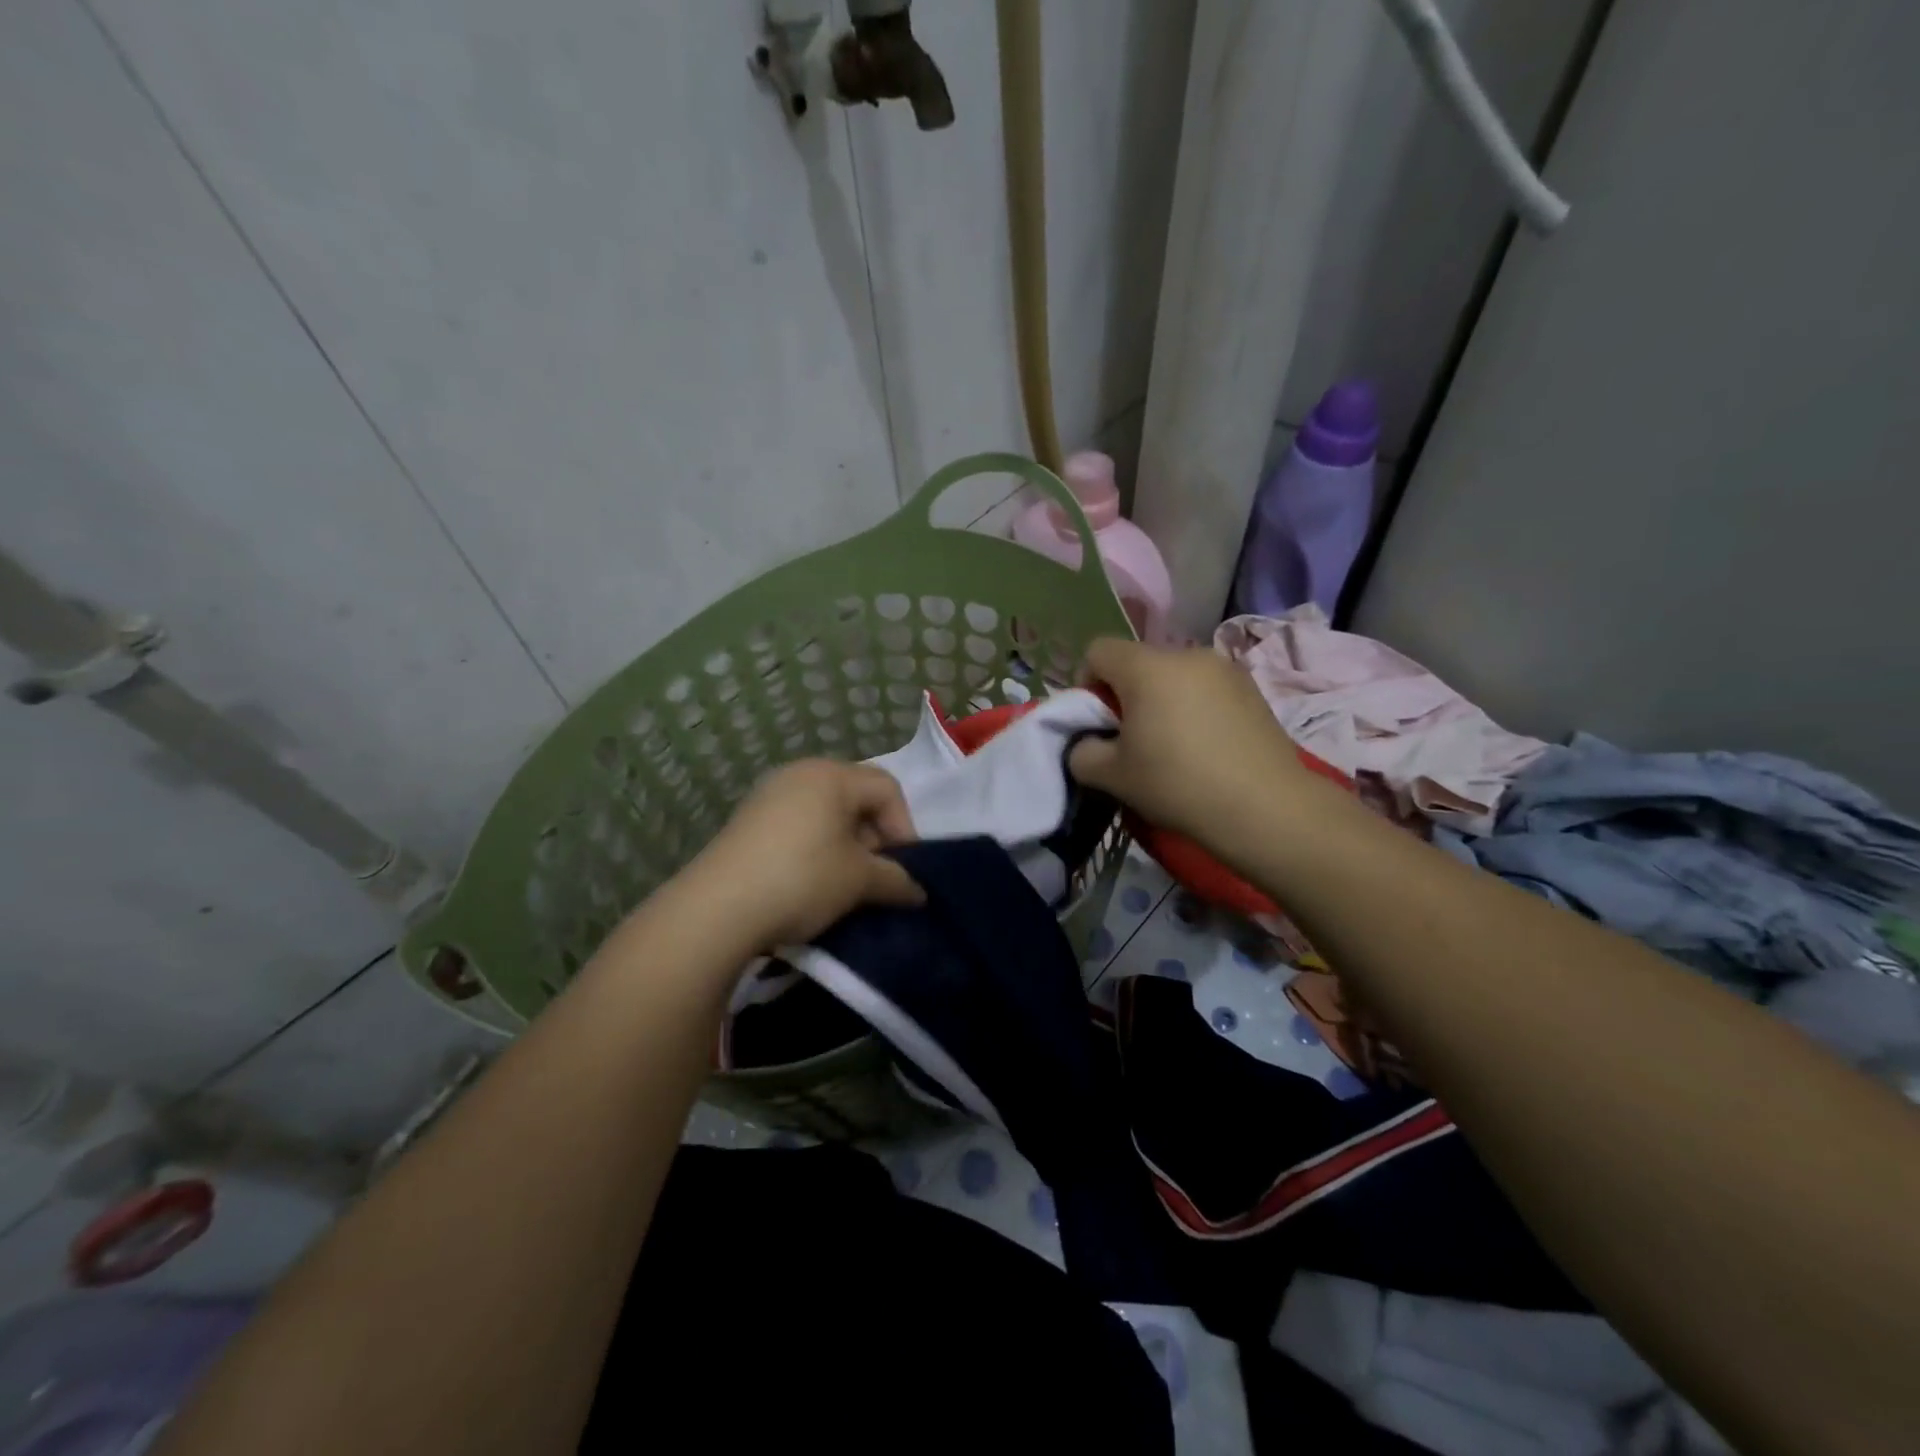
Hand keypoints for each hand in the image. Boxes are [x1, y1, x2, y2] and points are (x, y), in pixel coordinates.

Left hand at [681, 759, 924, 951]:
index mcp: (830, 775)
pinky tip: (809, 883)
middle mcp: (798, 773)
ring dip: (845, 846)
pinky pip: (796, 825)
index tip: (902, 868)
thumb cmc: (802, 879)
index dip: (904, 827)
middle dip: (874, 837)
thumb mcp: (859, 881)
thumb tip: (919, 892)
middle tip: (875, 876)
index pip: (886, 788)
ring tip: (844, 884)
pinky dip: (815, 848)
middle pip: (855, 797)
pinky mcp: (746, 821)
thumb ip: (896, 880)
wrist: (716, 910)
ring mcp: (767, 795)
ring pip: (825, 813)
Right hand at [1070, 638, 1316, 849]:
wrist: (1265, 807)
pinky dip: (1194, 708)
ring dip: (1162, 700)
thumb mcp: (1111, 776)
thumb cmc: (1177, 783)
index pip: (1098, 651)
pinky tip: (1205, 747)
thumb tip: (1087, 745)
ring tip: (1171, 745)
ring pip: (1174, 676)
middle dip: (1126, 694)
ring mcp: (1224, 669)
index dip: (1086, 683)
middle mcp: (1186, 655)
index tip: (1097, 723)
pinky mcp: (1252, 689)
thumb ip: (1081, 753)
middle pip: (1138, 662)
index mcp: (1146, 667)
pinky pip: (1206, 688)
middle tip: (1131, 740)